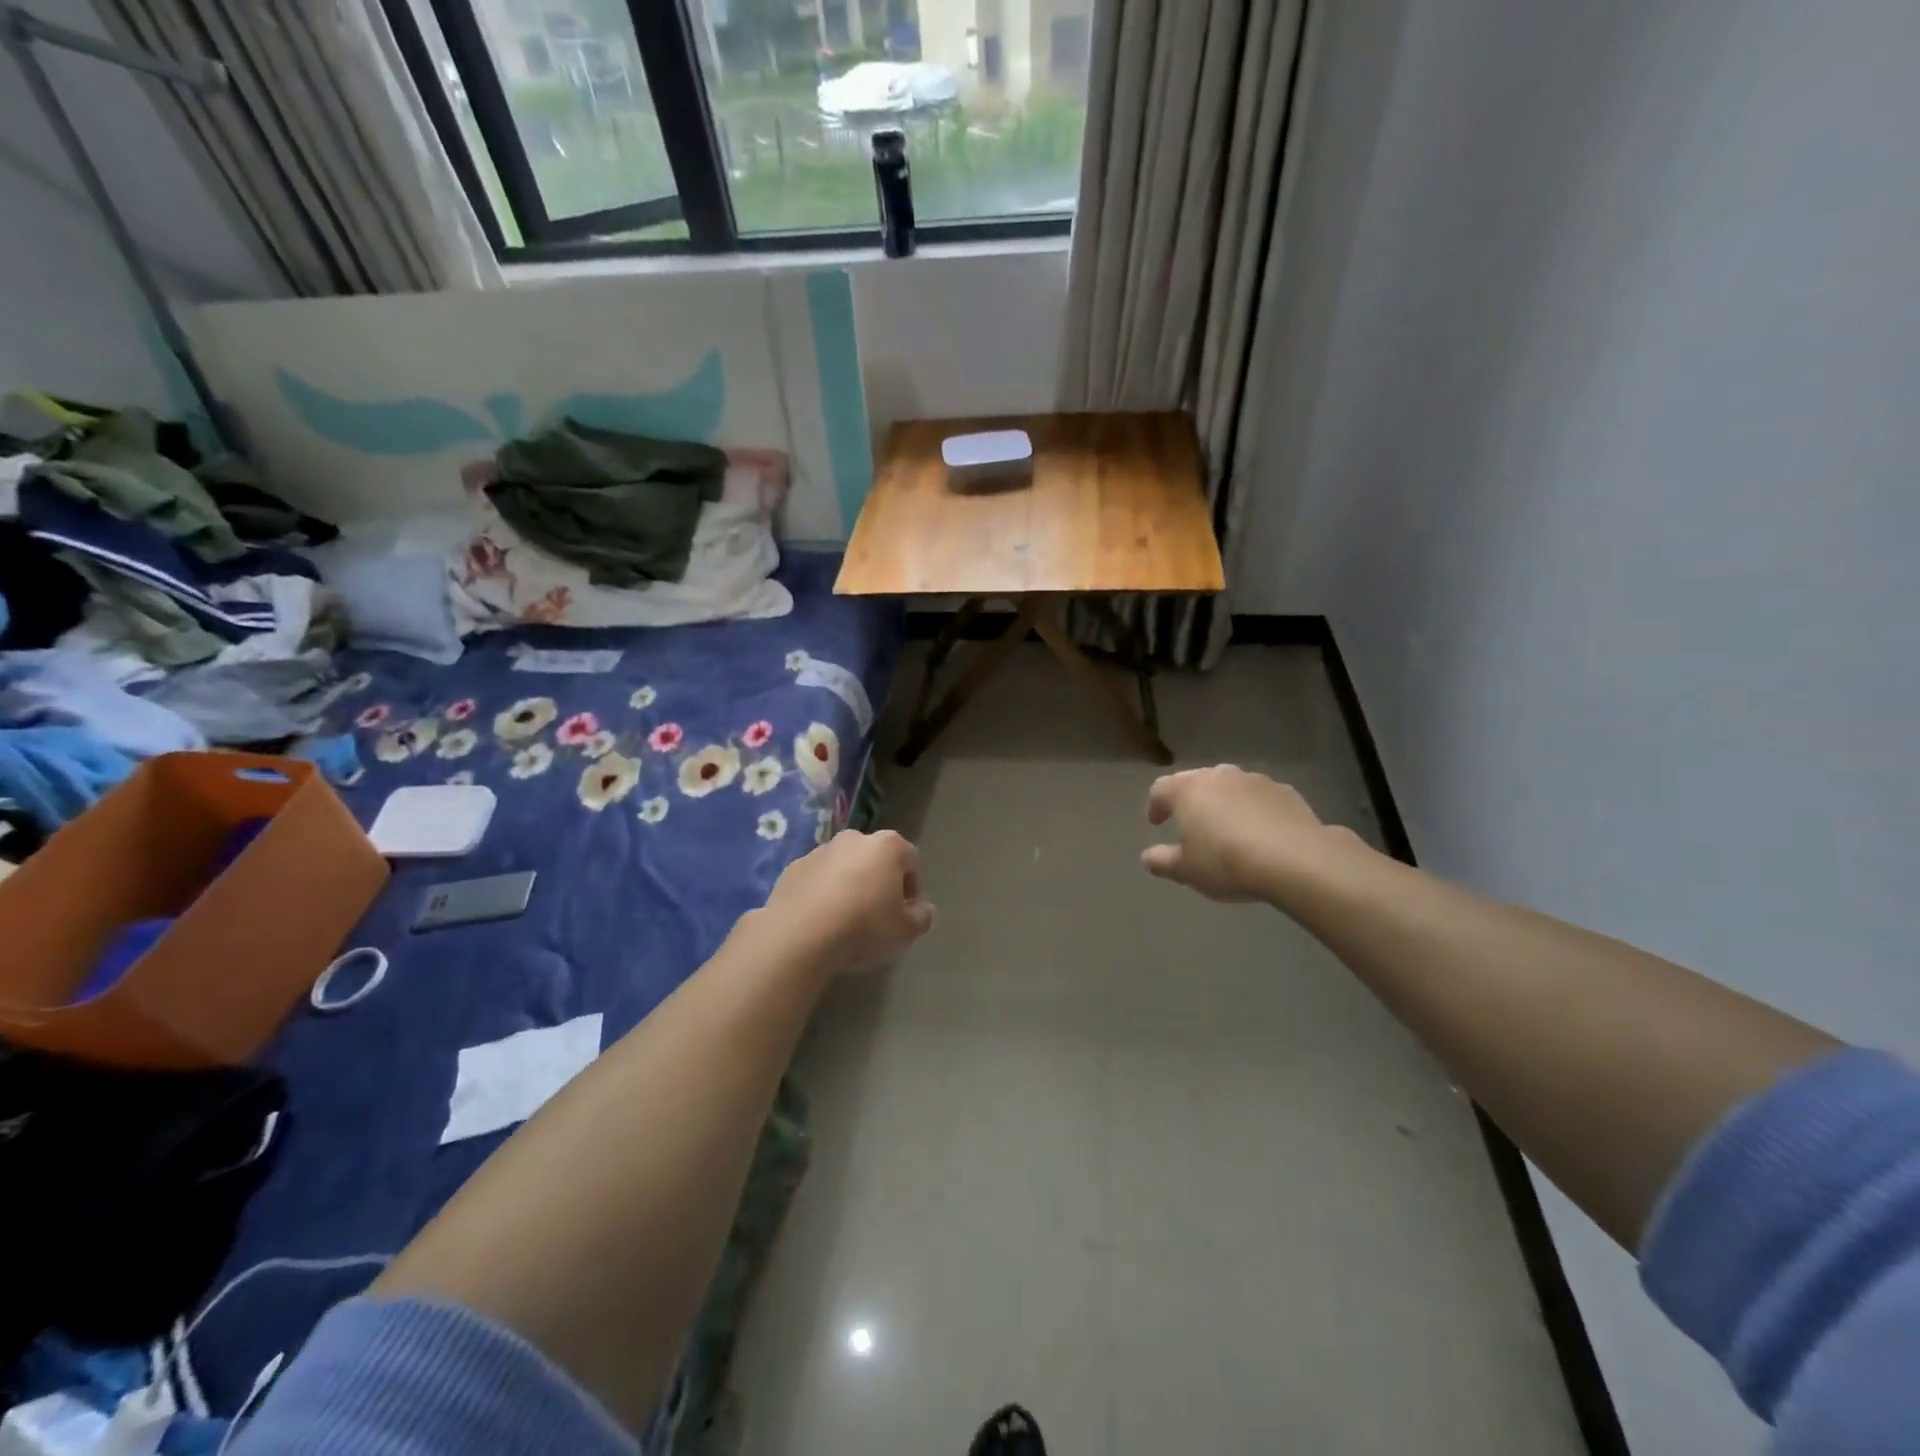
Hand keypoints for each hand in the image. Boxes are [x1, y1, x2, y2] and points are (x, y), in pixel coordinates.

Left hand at [760, 829, 936, 976]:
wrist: (798, 936)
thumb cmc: (863, 927)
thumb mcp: (905, 931)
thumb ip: (922, 917)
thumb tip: (922, 909)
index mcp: (887, 846)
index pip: (911, 861)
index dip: (913, 889)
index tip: (906, 914)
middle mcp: (854, 839)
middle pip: (876, 859)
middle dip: (880, 882)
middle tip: (878, 916)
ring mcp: (820, 851)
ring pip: (844, 867)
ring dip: (850, 886)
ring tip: (846, 920)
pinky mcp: (793, 868)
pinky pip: (817, 879)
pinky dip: (823, 893)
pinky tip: (820, 920)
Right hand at [1141, 766, 1330, 902]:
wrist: (1295, 859)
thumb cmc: (1226, 862)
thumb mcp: (1185, 870)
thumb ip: (1161, 861)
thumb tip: (1148, 857)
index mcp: (1187, 789)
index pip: (1161, 788)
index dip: (1155, 805)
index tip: (1157, 823)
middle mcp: (1219, 775)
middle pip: (1196, 782)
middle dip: (1191, 801)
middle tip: (1191, 824)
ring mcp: (1254, 780)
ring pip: (1230, 787)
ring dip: (1224, 803)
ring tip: (1229, 829)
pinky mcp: (1285, 791)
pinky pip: (1260, 797)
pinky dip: (1254, 810)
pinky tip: (1261, 833)